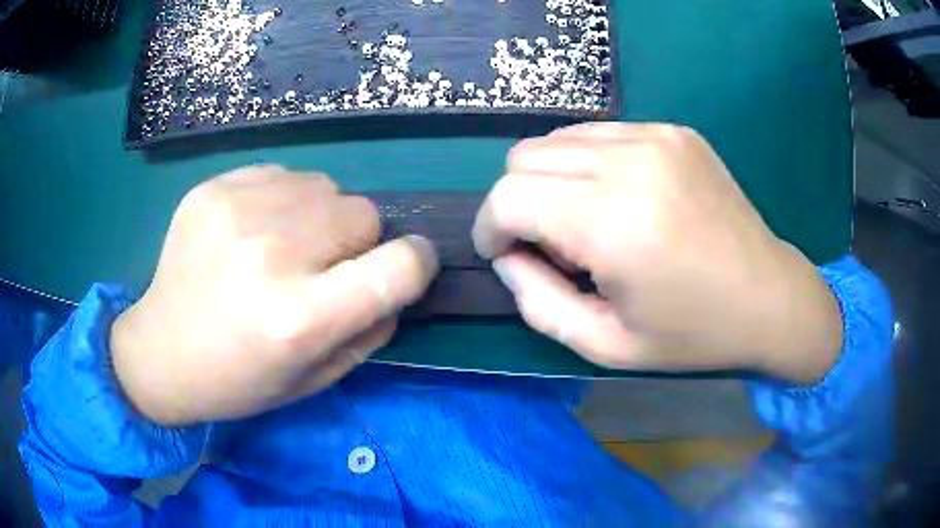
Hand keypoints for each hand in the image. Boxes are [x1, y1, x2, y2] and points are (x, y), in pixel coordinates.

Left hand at [111, 166, 437, 425]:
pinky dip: (284, 199)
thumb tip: (397, 283)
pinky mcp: (213, 188)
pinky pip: (284, 174)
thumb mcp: (315, 379)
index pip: (398, 266)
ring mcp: (237, 211)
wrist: (160, 351)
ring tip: (282, 247)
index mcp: (299, 319)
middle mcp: (271, 255)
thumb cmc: (238, 380)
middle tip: (320, 270)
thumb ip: (369, 331)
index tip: (407, 266)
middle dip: (358, 243)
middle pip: (363, 213)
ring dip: (320, 217)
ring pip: (327, 186)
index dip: (416, 262)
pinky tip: (253, 230)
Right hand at [473, 123, 842, 382]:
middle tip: (553, 244)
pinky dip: (589, 164)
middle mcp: (632, 162)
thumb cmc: (691, 334)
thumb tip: (507, 256)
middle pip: (525, 157)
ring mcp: (657, 136)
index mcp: (616, 223)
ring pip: (558, 139)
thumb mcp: (605, 345)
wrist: (769, 298)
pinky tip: (620, 198)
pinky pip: (600, 134)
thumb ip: (537, 302)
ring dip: (552, 180)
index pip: (509, 197)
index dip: (490, 227)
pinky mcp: (674, 130)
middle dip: (518, 202)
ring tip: (588, 221)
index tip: (504, 254)